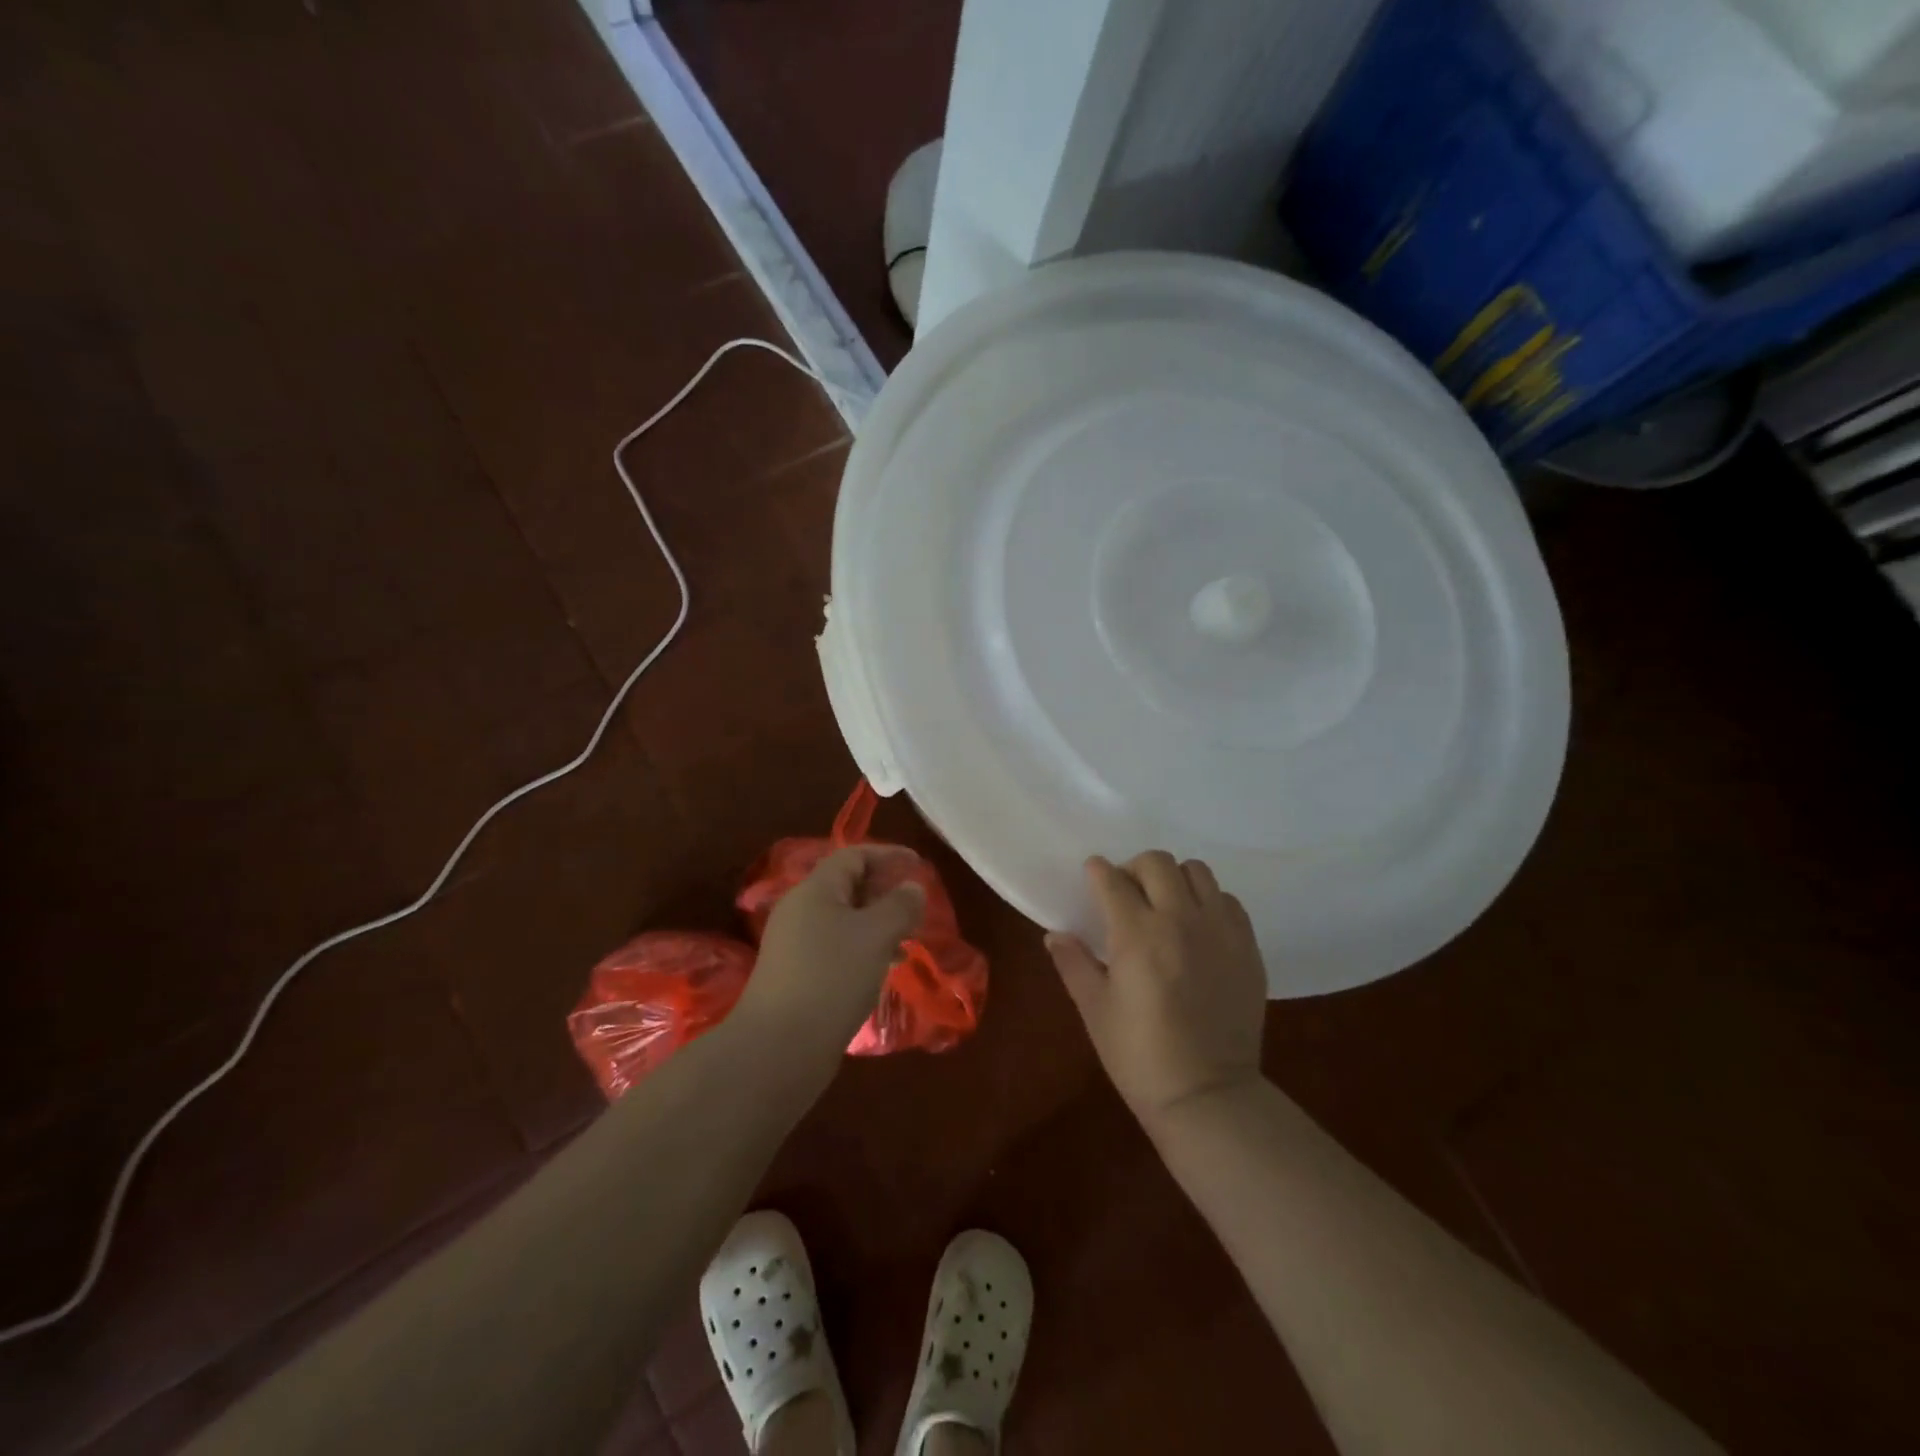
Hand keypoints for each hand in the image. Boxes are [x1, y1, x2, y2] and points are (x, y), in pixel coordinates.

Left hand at [737, 846, 925, 1067]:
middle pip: (847, 887)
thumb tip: (913, 887)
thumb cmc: (832, 977)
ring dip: (877, 923)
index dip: (888, 855)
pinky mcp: (798, 976)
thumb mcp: (876, 935)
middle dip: (884, 891)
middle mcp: (801, 911)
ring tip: (908, 939)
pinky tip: (886, 968)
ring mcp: (796, 946)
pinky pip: (838, 949)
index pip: (853, 856)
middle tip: (916, 906)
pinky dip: (865, 949)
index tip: (919, 865)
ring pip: (844, 921)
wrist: (779, 1048)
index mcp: (815, 890)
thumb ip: (900, 906)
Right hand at [1046, 852, 1267, 1123]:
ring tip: (1165, 905)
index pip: (1112, 880)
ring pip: (1197, 872)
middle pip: (1157, 863)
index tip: (1092, 874)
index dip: (1097, 871)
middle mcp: (1181, 920)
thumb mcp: (1095, 1010)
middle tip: (1126, 892)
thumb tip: (1055, 934)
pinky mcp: (1247, 947)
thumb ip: (1074, 964)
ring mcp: (1220, 931)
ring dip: (1174, 879)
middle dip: (1134, 868)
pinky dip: (1208, 902)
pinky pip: (1228, 901)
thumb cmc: (1139, 1055)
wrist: (1207, 1096)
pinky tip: (1198, 928)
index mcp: (1137, 934)